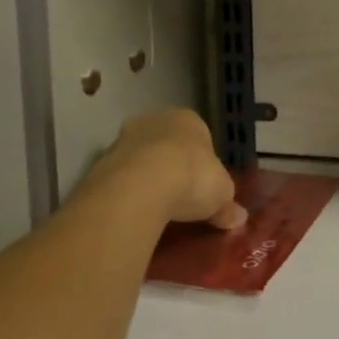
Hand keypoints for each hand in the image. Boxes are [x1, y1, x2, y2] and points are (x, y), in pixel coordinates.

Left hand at [85, 110, 243, 229]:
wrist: (141, 185)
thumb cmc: (192, 177)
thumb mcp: (221, 195)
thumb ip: (227, 205)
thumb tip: (239, 218)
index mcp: (189, 120)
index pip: (198, 136)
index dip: (202, 161)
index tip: (203, 186)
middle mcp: (155, 120)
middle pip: (166, 144)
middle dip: (171, 166)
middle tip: (178, 197)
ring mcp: (124, 138)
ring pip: (139, 158)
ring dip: (145, 178)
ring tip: (154, 209)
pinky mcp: (100, 161)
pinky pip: (119, 178)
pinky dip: (126, 192)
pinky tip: (133, 212)